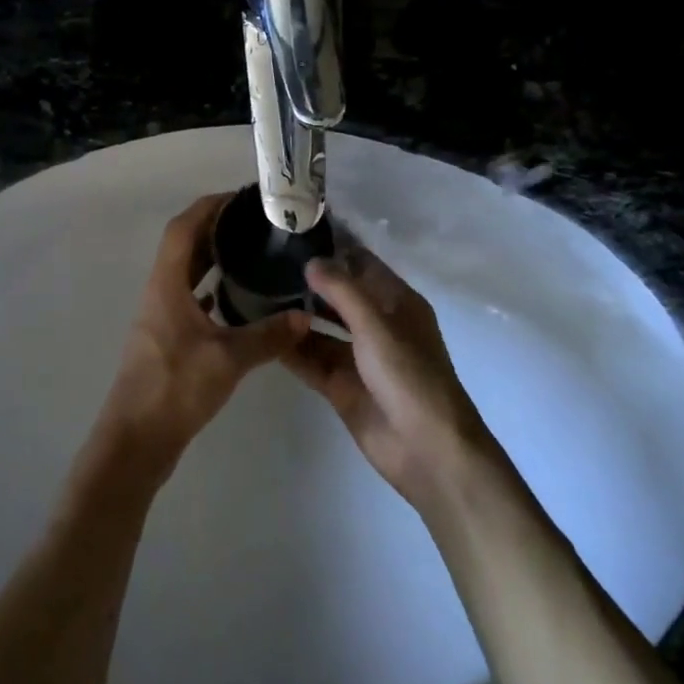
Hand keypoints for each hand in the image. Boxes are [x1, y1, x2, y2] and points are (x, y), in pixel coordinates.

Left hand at [92, 193, 307, 483]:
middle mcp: (159, 292)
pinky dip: (211, 290)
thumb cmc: (176, 388)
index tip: (241, 198)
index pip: (183, 228)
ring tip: (251, 252)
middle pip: (184, 246)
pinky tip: (237, 299)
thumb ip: (268, 336)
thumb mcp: (228, 359)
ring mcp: (160, 316)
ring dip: (212, 258)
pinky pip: (189, 299)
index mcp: (166, 284)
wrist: (136, 440)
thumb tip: (304, 316)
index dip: (209, 206)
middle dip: (216, 228)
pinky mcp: (166, 339)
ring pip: (186, 273)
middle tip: (255, 223)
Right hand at [284, 250, 494, 507]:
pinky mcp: (342, 386)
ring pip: (321, 329)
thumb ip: (341, 291)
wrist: (428, 450)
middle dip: (308, 283)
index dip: (334, 249)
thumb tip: (311, 260)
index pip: (362, 265)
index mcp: (396, 303)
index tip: (295, 233)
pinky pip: (311, 360)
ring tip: (255, 296)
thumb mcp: (376, 325)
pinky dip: (291, 349)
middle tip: (265, 264)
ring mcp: (358, 357)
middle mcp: (377, 325)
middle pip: (338, 296)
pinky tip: (263, 334)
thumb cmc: (409, 376)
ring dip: (295, 316)